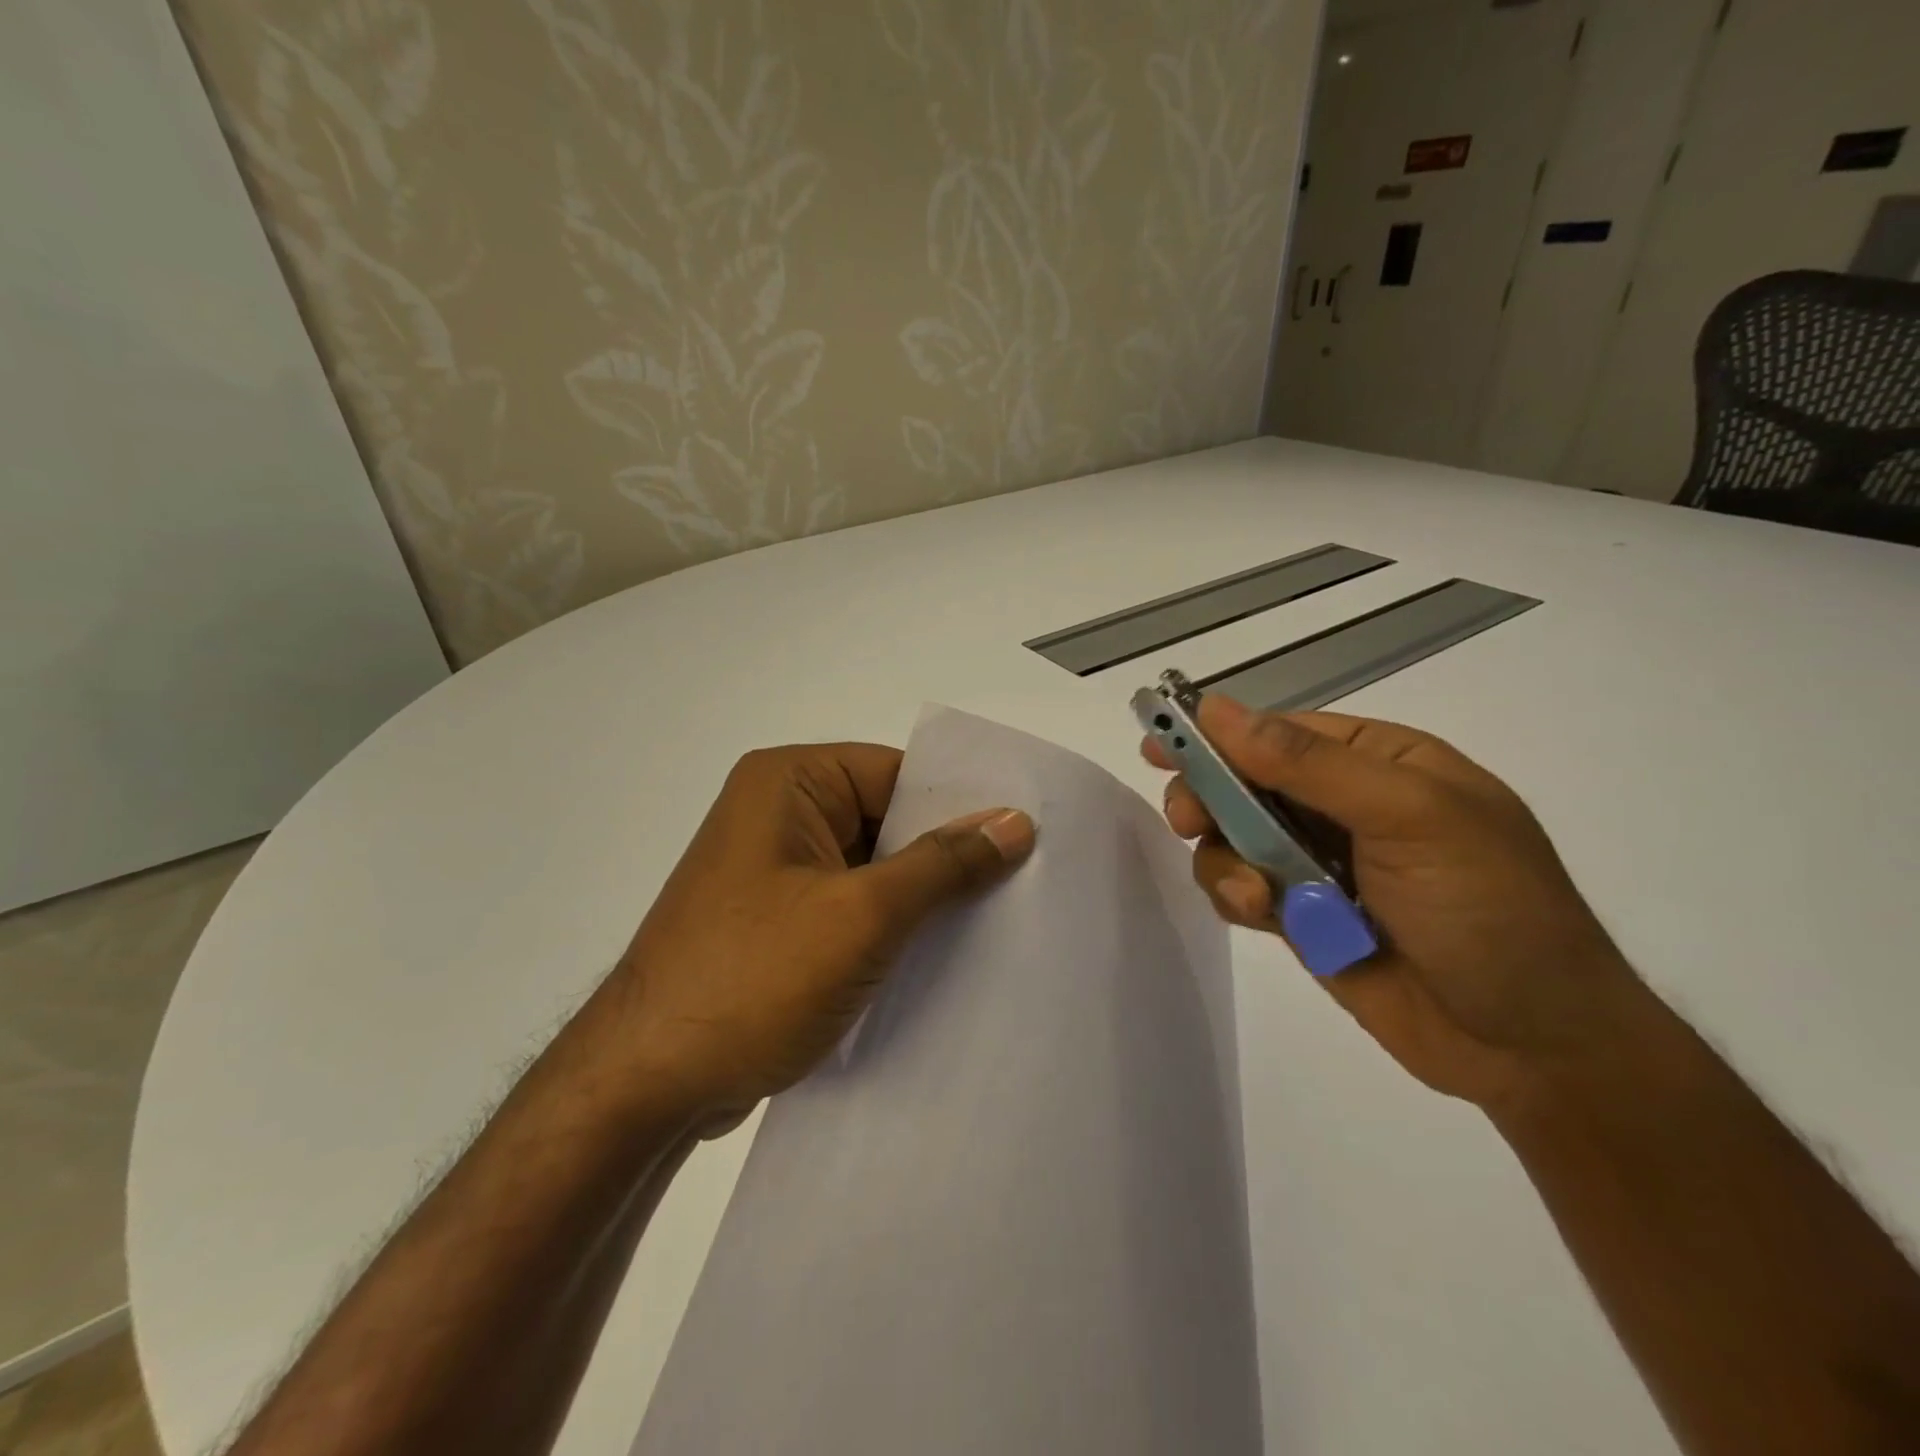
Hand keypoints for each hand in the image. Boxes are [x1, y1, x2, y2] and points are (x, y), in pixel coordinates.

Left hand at [608, 744, 1034, 1126]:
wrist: (645, 1086)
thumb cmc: (753, 978)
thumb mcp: (863, 916)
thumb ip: (943, 865)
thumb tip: (1015, 822)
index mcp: (789, 782)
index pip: (898, 774)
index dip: (961, 805)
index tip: (1025, 836)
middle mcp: (779, 814)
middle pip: (887, 820)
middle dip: (945, 856)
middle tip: (1024, 882)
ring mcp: (775, 872)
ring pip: (872, 869)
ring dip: (921, 898)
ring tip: (998, 921)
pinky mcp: (778, 922)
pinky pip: (851, 907)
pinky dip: (892, 927)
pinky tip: (942, 955)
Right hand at [1146, 696, 1647, 1109]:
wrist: (1532, 1046)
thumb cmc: (1488, 909)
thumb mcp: (1410, 817)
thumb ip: (1308, 764)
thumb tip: (1217, 710)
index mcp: (1378, 763)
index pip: (1276, 732)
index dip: (1215, 736)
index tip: (1159, 745)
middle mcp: (1341, 806)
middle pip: (1241, 784)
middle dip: (1209, 801)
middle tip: (1189, 822)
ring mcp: (1317, 863)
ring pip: (1230, 840)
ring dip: (1228, 862)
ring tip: (1258, 897)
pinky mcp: (1300, 916)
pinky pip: (1240, 889)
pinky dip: (1237, 898)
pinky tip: (1263, 917)